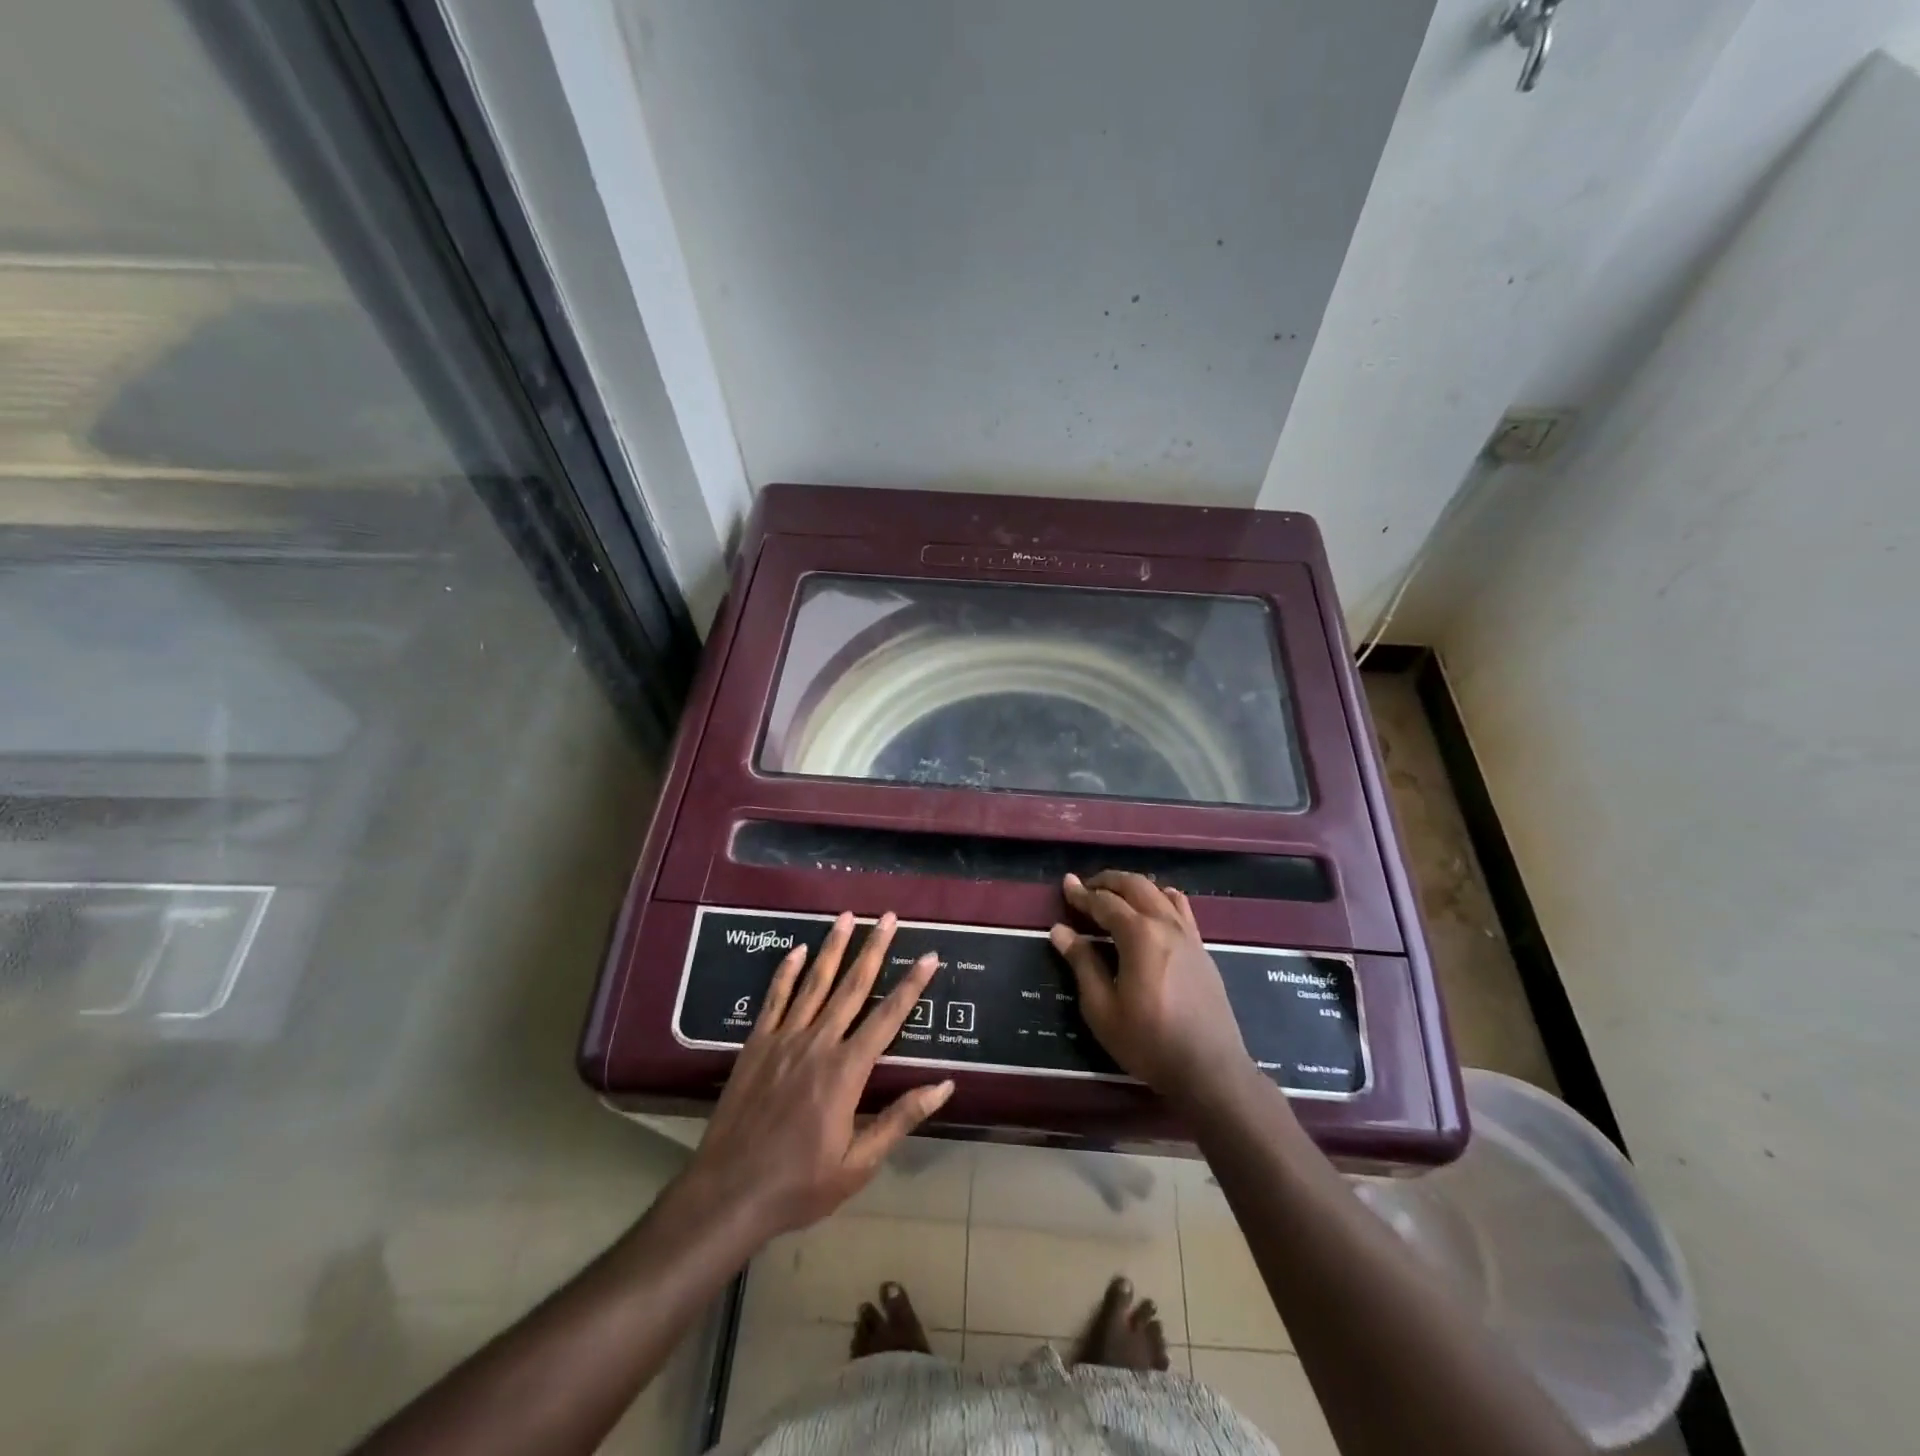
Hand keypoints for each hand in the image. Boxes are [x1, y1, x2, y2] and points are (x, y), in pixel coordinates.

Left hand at [687, 912, 952, 1238]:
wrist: (727, 1194)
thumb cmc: (800, 1184)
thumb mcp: (859, 1164)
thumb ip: (901, 1118)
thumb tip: (944, 1085)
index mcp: (847, 1070)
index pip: (888, 1016)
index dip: (912, 984)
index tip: (929, 955)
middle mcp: (818, 1043)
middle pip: (852, 986)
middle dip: (874, 949)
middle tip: (889, 917)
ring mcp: (784, 1039)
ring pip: (814, 983)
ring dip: (833, 947)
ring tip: (848, 916)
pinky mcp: (756, 1044)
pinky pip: (774, 999)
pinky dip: (787, 972)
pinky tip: (798, 949)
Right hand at [1050, 871, 1261, 1109]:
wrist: (1209, 1069)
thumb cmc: (1148, 1041)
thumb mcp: (1102, 1008)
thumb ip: (1082, 963)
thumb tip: (1060, 930)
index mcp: (1139, 934)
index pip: (1104, 903)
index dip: (1082, 894)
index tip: (1065, 884)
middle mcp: (1166, 924)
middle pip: (1135, 886)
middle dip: (1108, 881)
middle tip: (1086, 886)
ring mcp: (1189, 935)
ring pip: (1160, 893)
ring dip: (1134, 887)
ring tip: (1115, 895)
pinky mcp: (1202, 949)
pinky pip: (1181, 909)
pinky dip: (1161, 898)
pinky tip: (1155, 907)